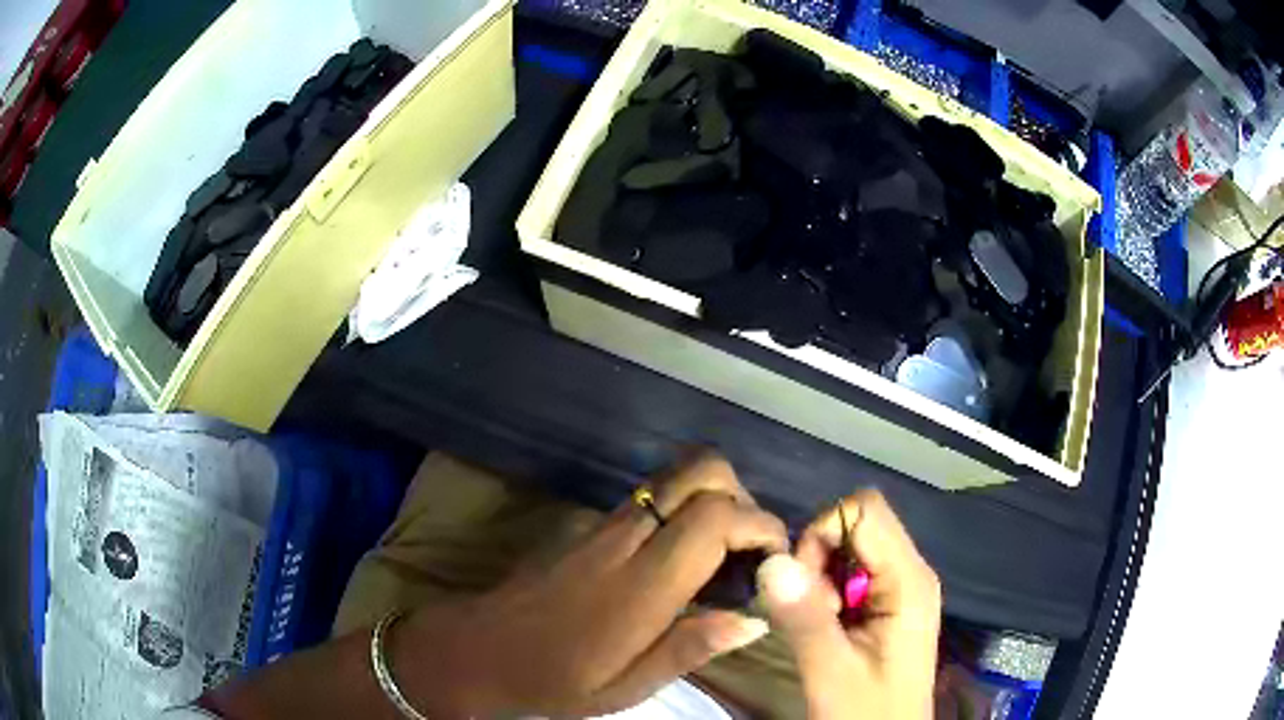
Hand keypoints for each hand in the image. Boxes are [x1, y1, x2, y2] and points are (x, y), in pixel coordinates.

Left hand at [394, 454, 788, 717]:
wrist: (481, 648)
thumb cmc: (556, 678)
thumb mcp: (627, 686)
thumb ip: (691, 648)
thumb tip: (755, 619)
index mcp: (641, 585)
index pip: (714, 517)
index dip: (759, 524)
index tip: (774, 558)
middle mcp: (625, 537)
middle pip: (701, 470)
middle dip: (743, 496)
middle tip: (749, 550)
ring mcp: (603, 523)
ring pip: (676, 474)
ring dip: (716, 498)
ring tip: (723, 553)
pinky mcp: (590, 523)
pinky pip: (652, 494)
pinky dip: (686, 506)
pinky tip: (682, 556)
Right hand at [757, 490, 940, 719]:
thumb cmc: (866, 712)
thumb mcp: (832, 672)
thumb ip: (804, 617)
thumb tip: (771, 560)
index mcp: (909, 579)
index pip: (865, 510)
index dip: (823, 533)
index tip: (802, 586)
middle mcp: (910, 571)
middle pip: (856, 525)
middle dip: (818, 559)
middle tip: (809, 612)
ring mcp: (900, 587)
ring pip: (849, 549)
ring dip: (820, 579)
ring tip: (819, 625)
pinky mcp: (888, 604)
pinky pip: (851, 574)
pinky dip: (827, 594)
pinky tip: (827, 629)